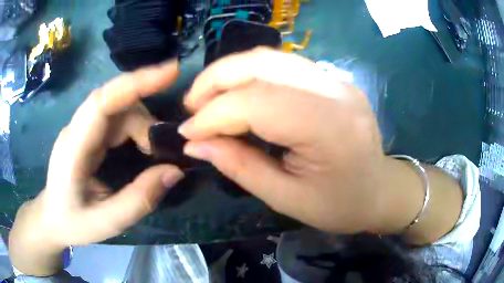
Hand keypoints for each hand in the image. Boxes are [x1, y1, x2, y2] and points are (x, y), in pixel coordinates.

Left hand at [10, 61, 183, 274]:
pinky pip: (116, 117)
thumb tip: (174, 170)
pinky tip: (143, 146)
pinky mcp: (88, 133)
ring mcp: (82, 128)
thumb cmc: (73, 222)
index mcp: (74, 148)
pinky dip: (136, 127)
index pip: (102, 101)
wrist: (52, 218)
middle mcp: (77, 129)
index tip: (170, 72)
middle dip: (146, 114)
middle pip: (115, 101)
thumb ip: (139, 199)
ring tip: (154, 153)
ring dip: (142, 124)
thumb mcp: (107, 222)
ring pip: (119, 107)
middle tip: (167, 143)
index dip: (135, 82)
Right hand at [179, 48, 388, 233]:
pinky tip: (238, 94)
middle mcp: (334, 90)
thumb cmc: (340, 205)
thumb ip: (238, 166)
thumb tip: (194, 145)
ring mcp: (336, 79)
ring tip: (207, 98)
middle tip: (191, 106)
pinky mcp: (333, 79)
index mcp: (328, 127)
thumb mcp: (286, 198)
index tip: (187, 133)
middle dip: (215, 80)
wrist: (380, 191)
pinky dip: (251, 75)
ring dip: (230, 73)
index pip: (255, 104)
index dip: (212, 116)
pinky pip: (283, 65)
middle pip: (261, 64)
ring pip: (269, 58)